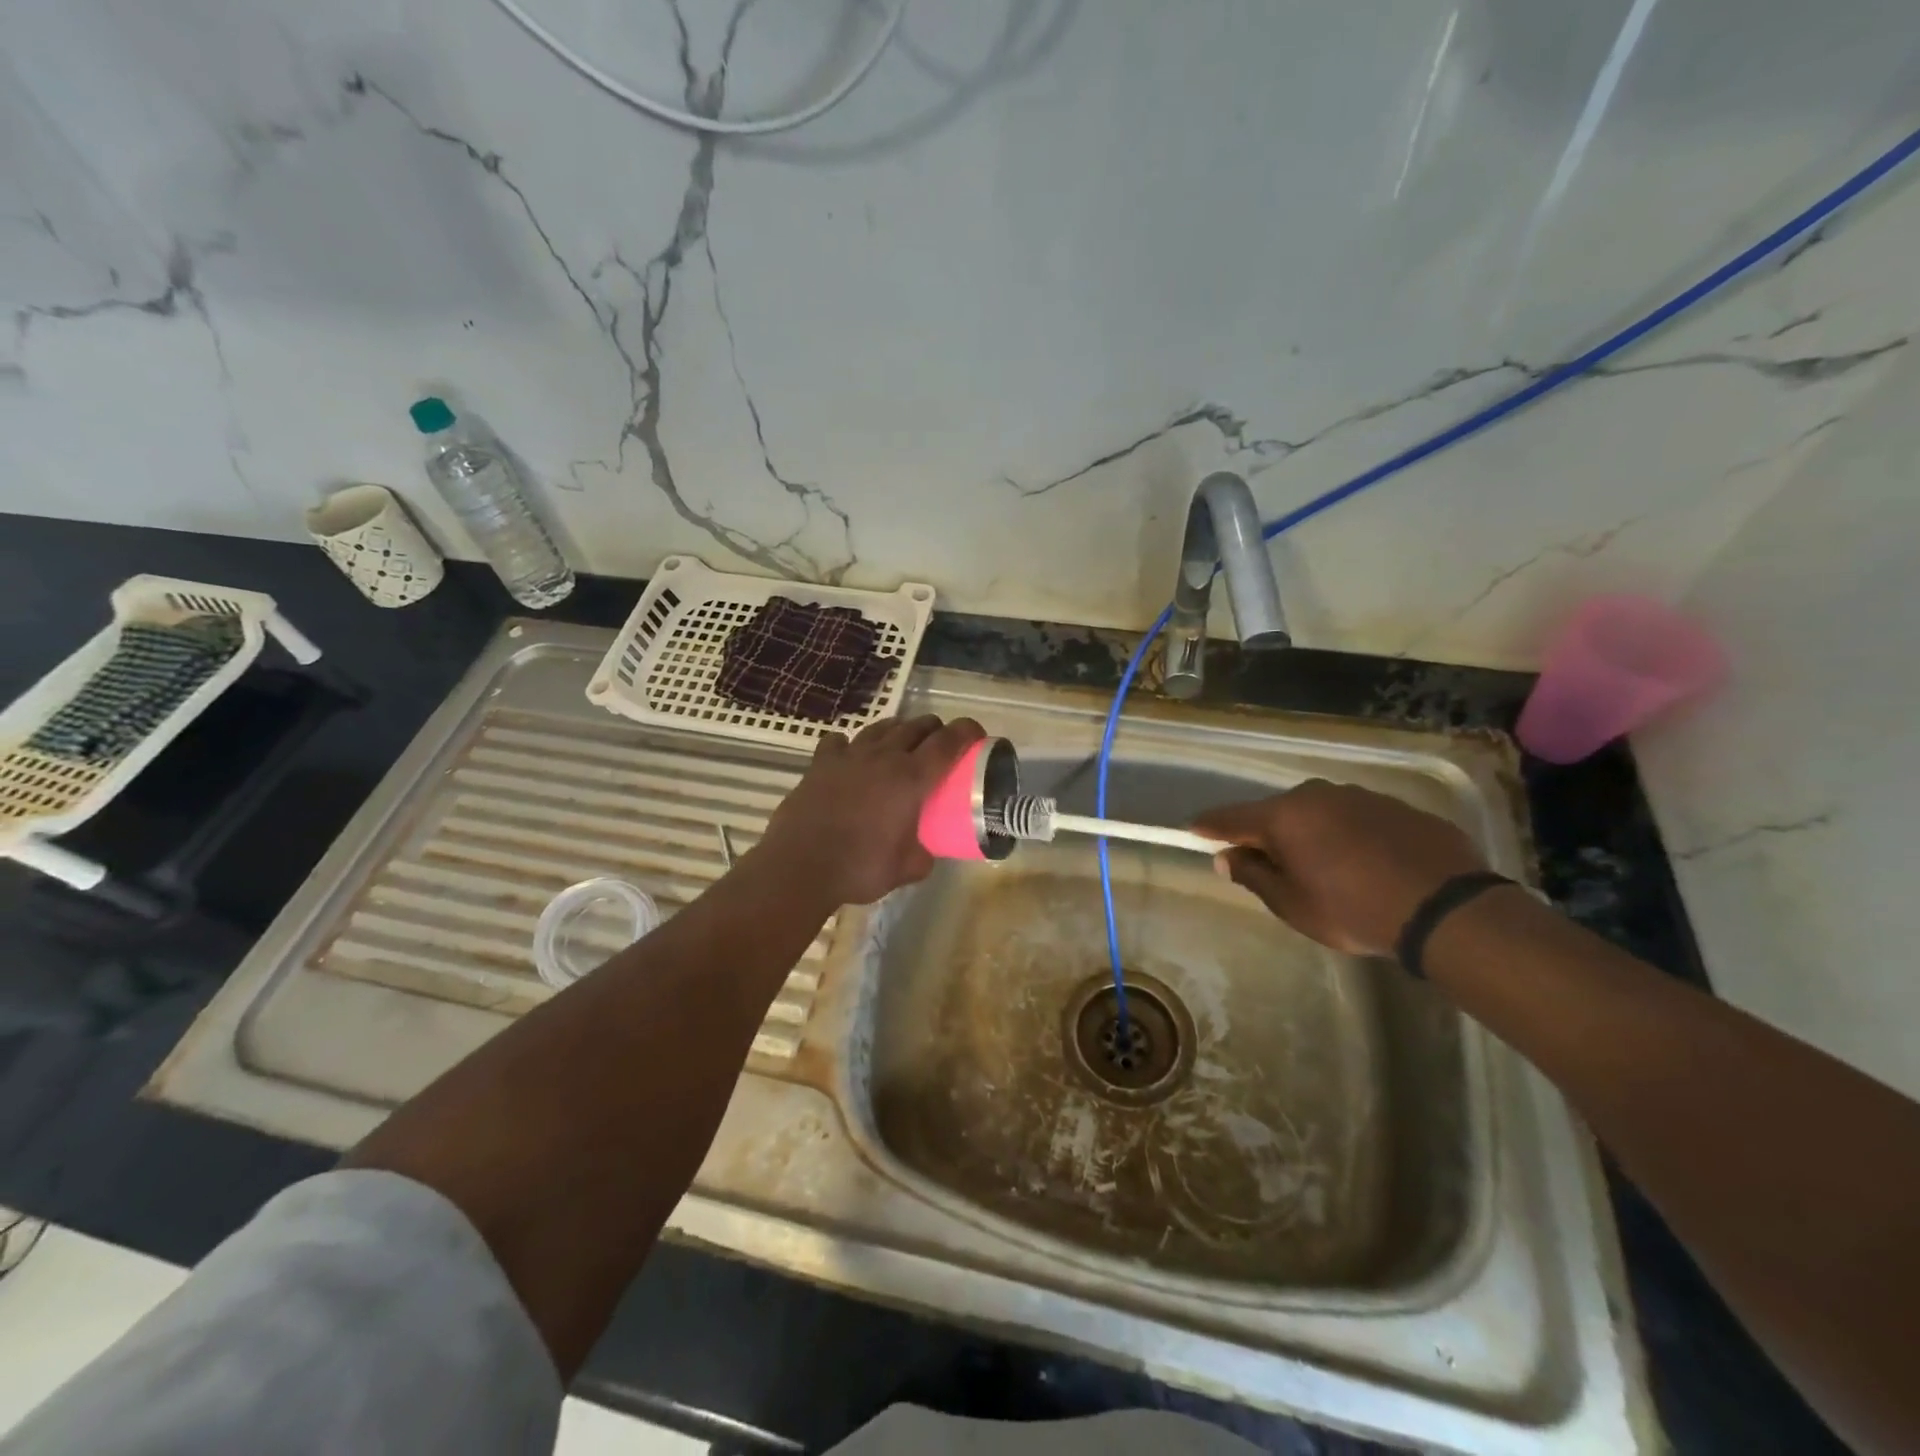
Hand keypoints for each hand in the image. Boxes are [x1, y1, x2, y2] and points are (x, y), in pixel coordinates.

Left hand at [756, 714, 986, 908]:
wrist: (799, 866)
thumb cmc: (860, 868)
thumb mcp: (907, 869)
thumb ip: (923, 855)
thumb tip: (925, 851)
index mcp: (912, 778)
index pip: (949, 742)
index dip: (967, 732)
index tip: (976, 734)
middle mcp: (884, 757)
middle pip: (917, 726)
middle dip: (935, 729)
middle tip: (940, 745)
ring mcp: (850, 756)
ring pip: (882, 727)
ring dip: (898, 731)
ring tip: (901, 745)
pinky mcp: (821, 763)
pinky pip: (840, 741)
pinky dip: (851, 745)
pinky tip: (851, 757)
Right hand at [1192, 780, 1486, 955]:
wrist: (1446, 908)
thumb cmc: (1354, 910)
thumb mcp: (1293, 905)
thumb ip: (1254, 877)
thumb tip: (1226, 858)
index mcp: (1284, 817)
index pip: (1232, 818)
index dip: (1210, 826)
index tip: (1192, 828)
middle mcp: (1317, 795)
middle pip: (1276, 812)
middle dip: (1266, 833)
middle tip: (1265, 862)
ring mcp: (1359, 796)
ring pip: (1317, 811)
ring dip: (1308, 832)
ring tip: (1319, 865)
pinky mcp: (1396, 806)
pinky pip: (1354, 817)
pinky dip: (1346, 834)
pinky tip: (1361, 862)